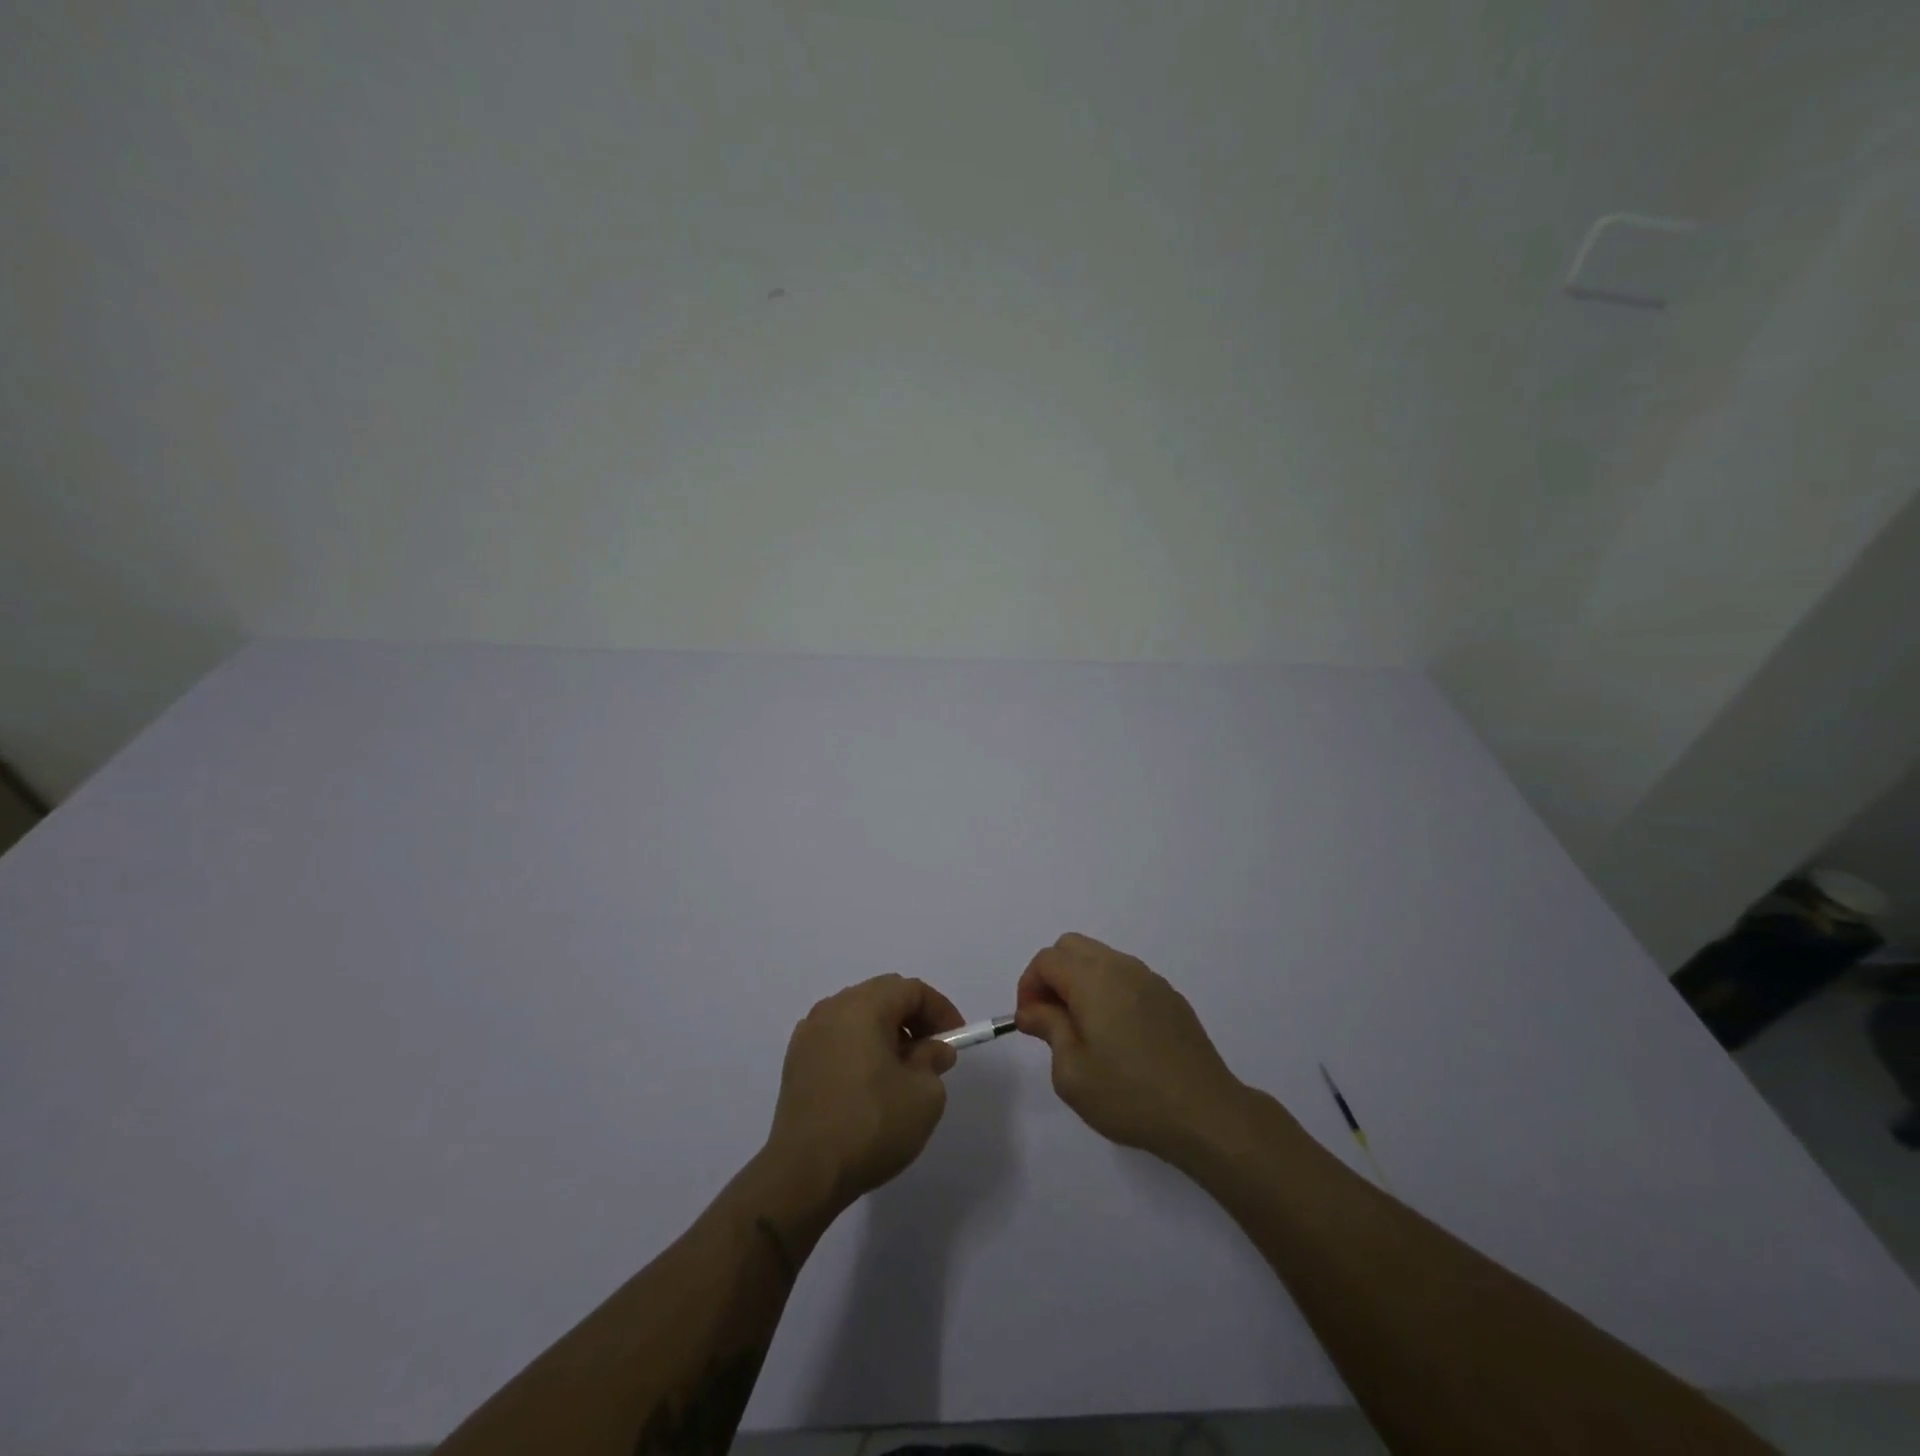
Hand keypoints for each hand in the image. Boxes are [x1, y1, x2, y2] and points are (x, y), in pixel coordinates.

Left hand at [765, 974, 964, 1208]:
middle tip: (932, 1051)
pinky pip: (837, 1039)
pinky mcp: (795, 1062)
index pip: (910, 989)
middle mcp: (832, 1009)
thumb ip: (933, 1061)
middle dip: (913, 1018)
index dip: (940, 1009)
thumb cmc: (871, 1125)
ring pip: (857, 1017)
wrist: (804, 1173)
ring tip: (902, 1070)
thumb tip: (930, 1050)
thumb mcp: (924, 1095)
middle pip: (881, 996)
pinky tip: (869, 1084)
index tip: (955, 1038)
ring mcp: (808, 1035)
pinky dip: (860, 1048)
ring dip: (886, 1033)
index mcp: (862, 1007)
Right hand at [1016, 933, 1247, 1161]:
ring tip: (1081, 1029)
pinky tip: (1117, 1035)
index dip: (1028, 985)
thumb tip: (1033, 1010)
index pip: (1047, 959)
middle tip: (1049, 1019)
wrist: (1204, 1113)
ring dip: (1080, 981)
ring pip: (1101, 958)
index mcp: (1093, 979)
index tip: (1029, 1022)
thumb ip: (1048, 1029)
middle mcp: (1121, 967)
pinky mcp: (1170, 997)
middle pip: (1072, 947)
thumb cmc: (1129, 1095)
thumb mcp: (1072, 1072)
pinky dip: (1108, 991)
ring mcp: (1150, 979)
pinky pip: (1127, 977)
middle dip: (1052, 975)